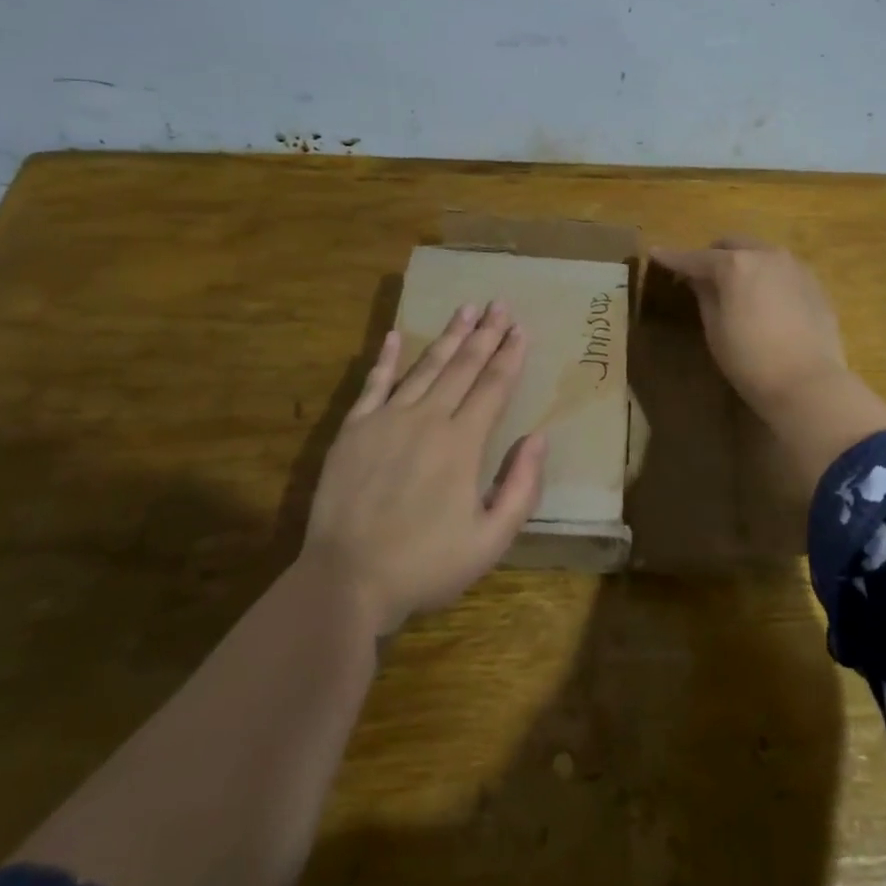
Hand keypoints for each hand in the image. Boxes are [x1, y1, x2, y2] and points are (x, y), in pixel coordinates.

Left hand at [301, 302, 545, 635]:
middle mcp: (428, 419)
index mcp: (463, 443)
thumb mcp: (491, 540)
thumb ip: (521, 487)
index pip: (493, 386)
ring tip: (466, 308)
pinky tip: (393, 335)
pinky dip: (384, 358)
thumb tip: (539, 437)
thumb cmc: (425, 565)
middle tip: (500, 304)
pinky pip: (373, 384)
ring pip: (424, 367)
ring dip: (448, 336)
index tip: (521, 328)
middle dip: (485, 334)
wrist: (345, 581)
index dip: (510, 355)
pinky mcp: (354, 430)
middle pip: (463, 366)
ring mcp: (387, 420)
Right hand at [651, 238, 850, 410]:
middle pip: (732, 245)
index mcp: (736, 265)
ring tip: (733, 285)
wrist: (809, 383)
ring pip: (760, 253)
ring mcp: (795, 267)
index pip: (696, 258)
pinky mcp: (814, 284)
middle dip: (712, 255)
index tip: (656, 253)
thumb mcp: (715, 330)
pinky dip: (765, 275)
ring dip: (742, 262)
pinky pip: (781, 269)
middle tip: (699, 274)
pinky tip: (763, 299)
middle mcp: (766, 255)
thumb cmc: (751, 361)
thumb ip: (705, 296)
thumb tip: (698, 279)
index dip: (673, 257)